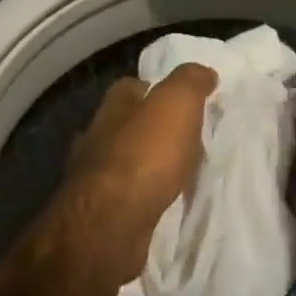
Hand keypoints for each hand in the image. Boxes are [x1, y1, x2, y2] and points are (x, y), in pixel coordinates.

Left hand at [57, 64, 217, 285]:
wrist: (111, 223)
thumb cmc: (144, 155)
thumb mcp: (176, 104)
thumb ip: (190, 82)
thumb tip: (203, 72)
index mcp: (112, 108)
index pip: (130, 87)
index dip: (154, 88)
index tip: (180, 98)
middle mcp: (96, 138)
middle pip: (125, 125)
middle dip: (150, 129)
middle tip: (187, 138)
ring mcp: (93, 179)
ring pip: (124, 162)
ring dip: (147, 165)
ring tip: (179, 173)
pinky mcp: (100, 213)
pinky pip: (127, 197)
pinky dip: (143, 195)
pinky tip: (162, 202)